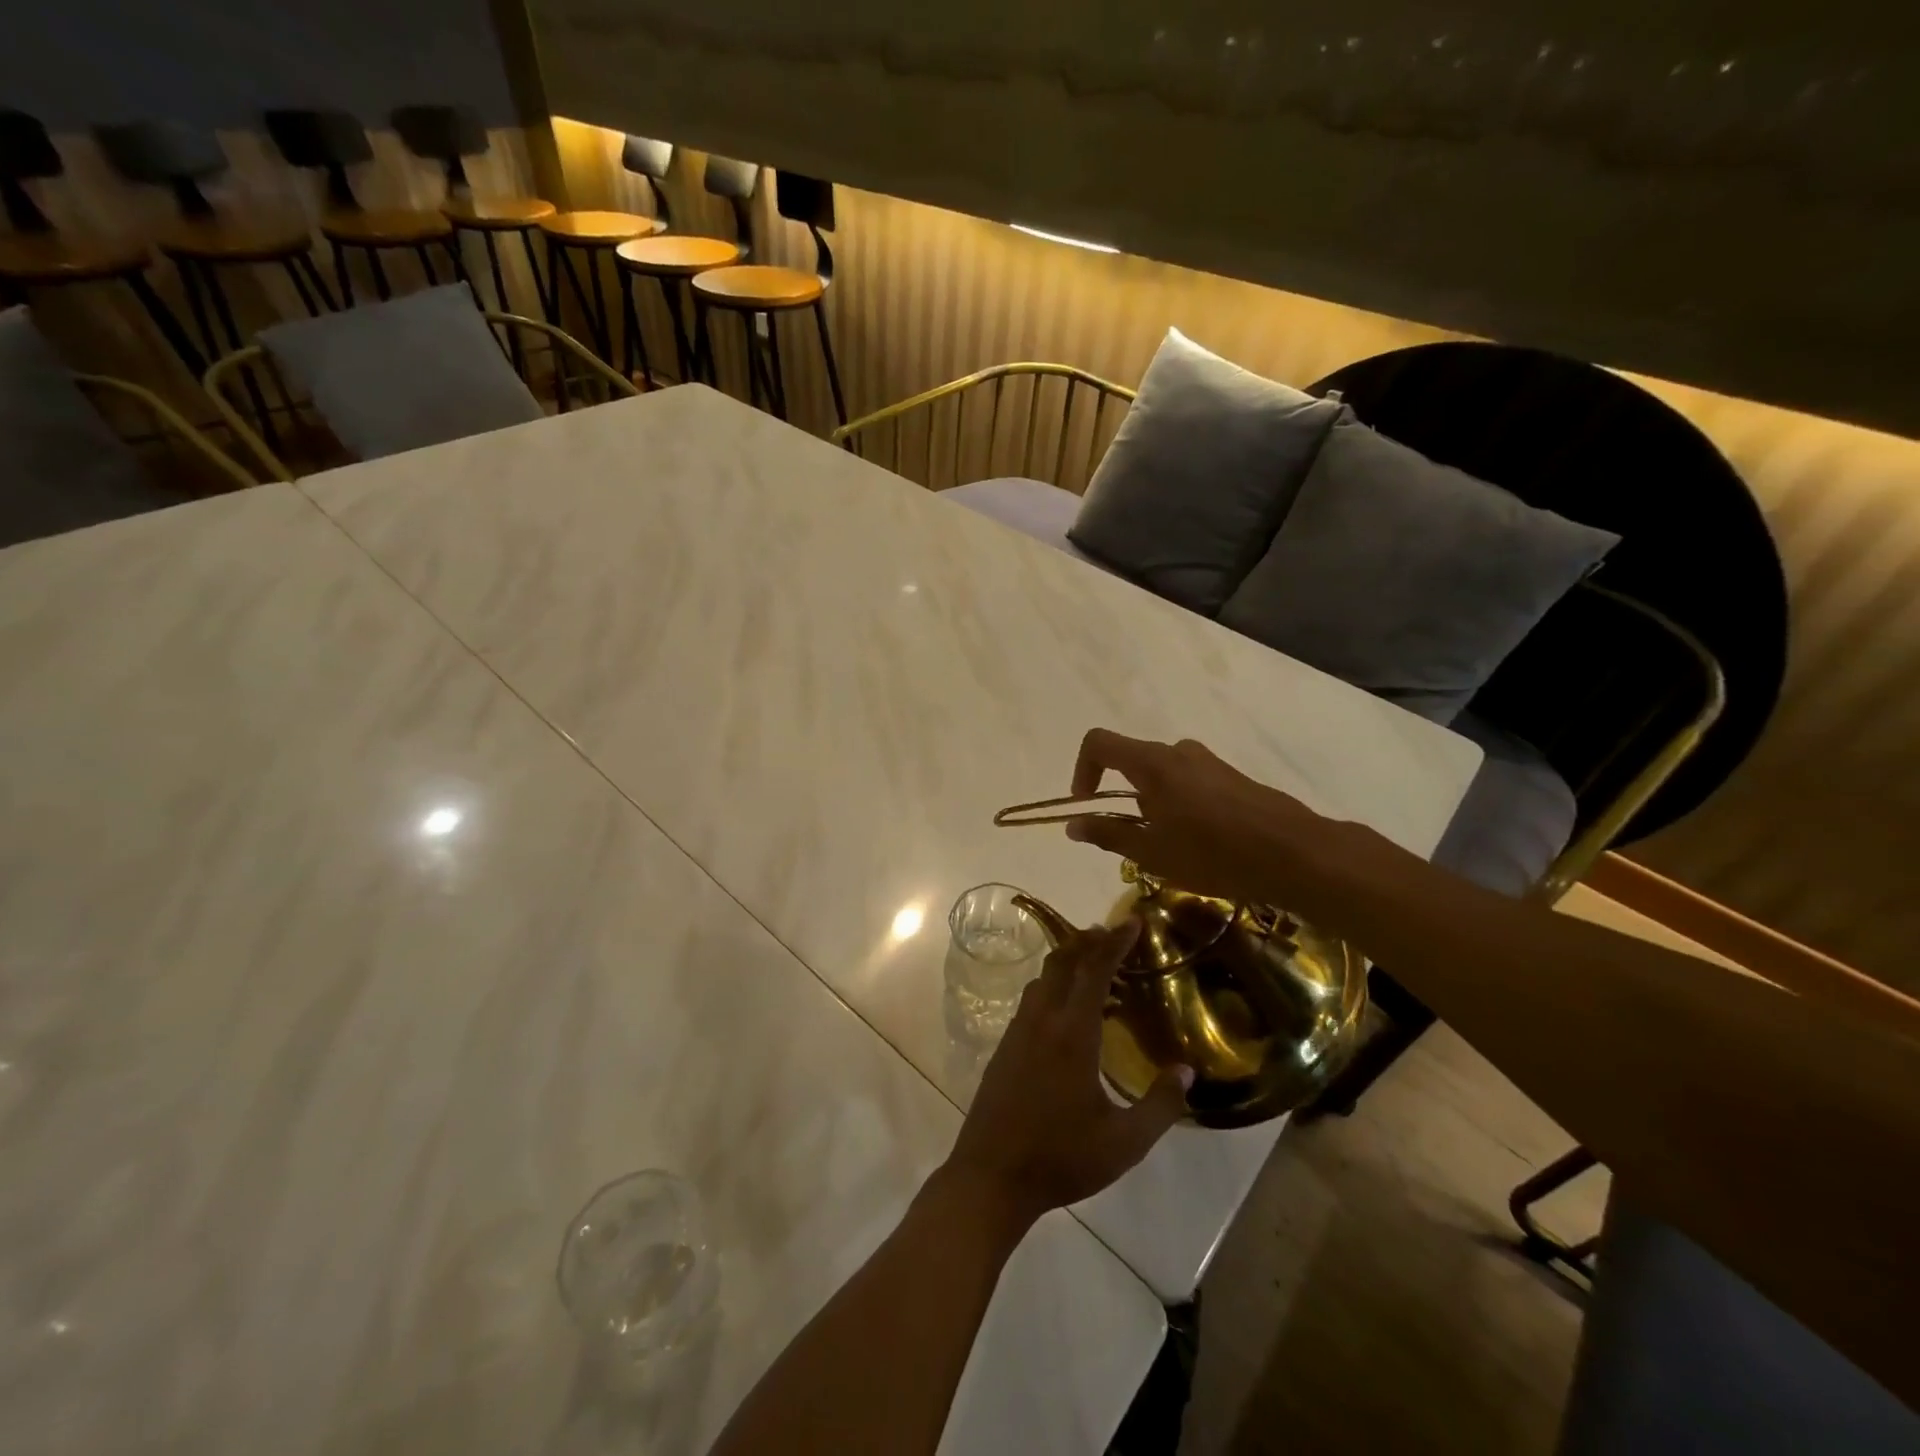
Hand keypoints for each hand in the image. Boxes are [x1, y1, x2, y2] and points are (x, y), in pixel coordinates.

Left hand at [938, 920, 1191, 1228]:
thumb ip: (1160, 1105)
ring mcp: (1018, 1031)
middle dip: (1089, 941)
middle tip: (1116, 935)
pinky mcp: (1005, 1046)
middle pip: (1063, 962)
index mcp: (1072, 1033)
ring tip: (1098, 970)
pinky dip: (1054, 987)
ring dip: (1069, 963)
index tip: (1133, 921)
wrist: (991, 1176)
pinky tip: (1069, 1013)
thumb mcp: (1124, 1143)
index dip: (1115, 941)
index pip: (1094, 970)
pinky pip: (1032, 999)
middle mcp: (1042, 1020)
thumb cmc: (1061, 1158)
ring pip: (1044, 978)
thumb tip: (1187, 1071)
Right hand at [1063, 729, 1333, 904]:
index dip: (1082, 770)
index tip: (1086, 804)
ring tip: (1172, 848)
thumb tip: (1073, 824)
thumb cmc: (1213, 854)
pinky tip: (1203, 844)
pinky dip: (1181, 806)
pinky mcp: (1233, 777)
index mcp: (1152, 763)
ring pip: (1164, 775)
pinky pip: (1191, 783)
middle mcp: (1178, 752)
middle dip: (1123, 798)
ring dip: (1154, 805)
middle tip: (1136, 840)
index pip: (1099, 743)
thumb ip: (1107, 833)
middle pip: (1133, 762)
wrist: (1295, 854)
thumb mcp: (1151, 852)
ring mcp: (1210, 762)